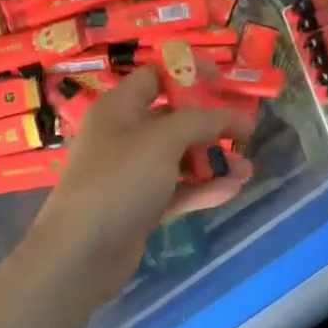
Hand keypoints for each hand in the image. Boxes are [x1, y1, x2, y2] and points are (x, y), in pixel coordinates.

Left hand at [24, 67, 252, 305]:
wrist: (81, 253)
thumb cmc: (120, 179)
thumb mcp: (164, 140)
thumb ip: (203, 121)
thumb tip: (237, 116)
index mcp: (120, 108)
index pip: (156, 77)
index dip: (190, 74)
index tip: (224, 83)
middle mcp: (124, 135)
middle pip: (174, 119)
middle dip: (212, 125)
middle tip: (245, 131)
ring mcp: (132, 173)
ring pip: (180, 157)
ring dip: (214, 160)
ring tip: (247, 170)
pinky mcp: (141, 205)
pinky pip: (178, 189)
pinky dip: (204, 187)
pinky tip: (233, 190)